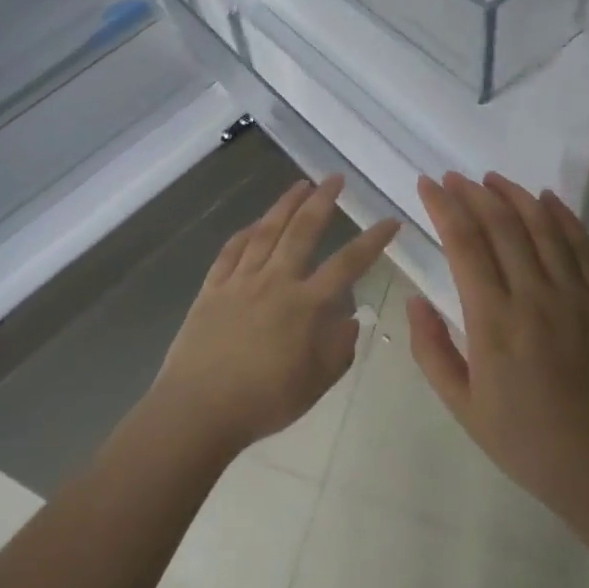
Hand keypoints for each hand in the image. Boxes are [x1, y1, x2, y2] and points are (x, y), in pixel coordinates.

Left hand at [151, 175, 398, 454]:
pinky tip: (254, 224)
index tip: (389, 221)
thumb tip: (350, 319)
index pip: (347, 264)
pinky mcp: (212, 288)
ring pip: (265, 232)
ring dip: (284, 205)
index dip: (372, 240)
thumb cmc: (263, 401)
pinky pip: (230, 252)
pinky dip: (244, 234)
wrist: (199, 409)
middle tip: (335, 178)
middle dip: (322, 201)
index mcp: (305, 305)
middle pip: (302, 231)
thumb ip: (339, 349)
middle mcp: (274, 282)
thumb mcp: (315, 383)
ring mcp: (240, 282)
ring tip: (300, 185)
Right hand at [409, 172, 588, 533]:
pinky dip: (562, 215)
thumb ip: (432, 350)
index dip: (443, 207)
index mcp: (493, 322)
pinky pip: (581, 245)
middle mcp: (534, 296)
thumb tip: (415, 301)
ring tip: (492, 179)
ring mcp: (574, 295)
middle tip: (452, 177)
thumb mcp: (463, 406)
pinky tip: (546, 198)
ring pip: (542, 225)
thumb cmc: (526, 441)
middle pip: (501, 224)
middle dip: (472, 193)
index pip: (464, 244)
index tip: (427, 186)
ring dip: (514, 195)